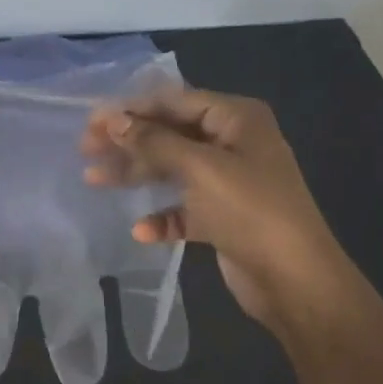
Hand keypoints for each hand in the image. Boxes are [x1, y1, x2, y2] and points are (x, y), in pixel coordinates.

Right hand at [81, 87, 361, 333]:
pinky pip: (184, 208)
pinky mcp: (224, 217)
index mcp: (237, 119)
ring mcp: (229, 182)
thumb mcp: (200, 168)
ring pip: (172, 170)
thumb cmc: (250, 210)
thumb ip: (153, 141)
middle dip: (128, 141)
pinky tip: (142, 230)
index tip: (92, 120)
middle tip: (86, 149)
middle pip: (170, 134)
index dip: (132, 108)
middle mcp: (234, 144)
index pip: (175, 101)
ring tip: (95, 180)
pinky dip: (162, 216)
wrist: (297, 282)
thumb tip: (112, 119)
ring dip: (136, 175)